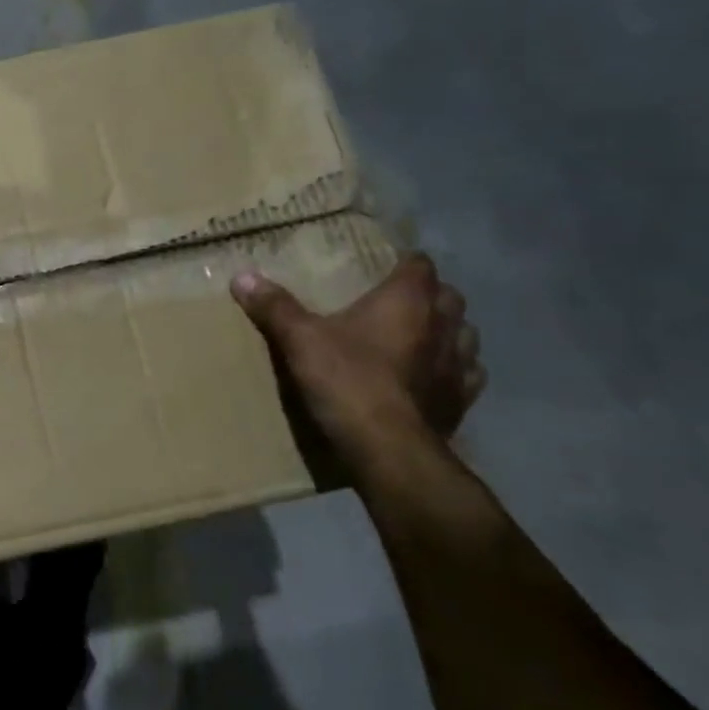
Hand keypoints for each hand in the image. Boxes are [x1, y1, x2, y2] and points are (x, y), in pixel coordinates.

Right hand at [230, 255, 483, 461]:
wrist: (387, 447)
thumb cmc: (347, 380)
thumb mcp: (300, 339)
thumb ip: (275, 307)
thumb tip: (242, 276)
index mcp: (408, 300)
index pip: (420, 264)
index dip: (404, 262)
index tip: (383, 267)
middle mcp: (443, 325)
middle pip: (448, 296)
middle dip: (428, 295)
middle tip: (396, 302)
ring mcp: (460, 365)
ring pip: (465, 334)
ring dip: (446, 331)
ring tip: (419, 338)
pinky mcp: (461, 400)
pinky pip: (467, 375)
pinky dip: (453, 371)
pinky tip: (431, 377)